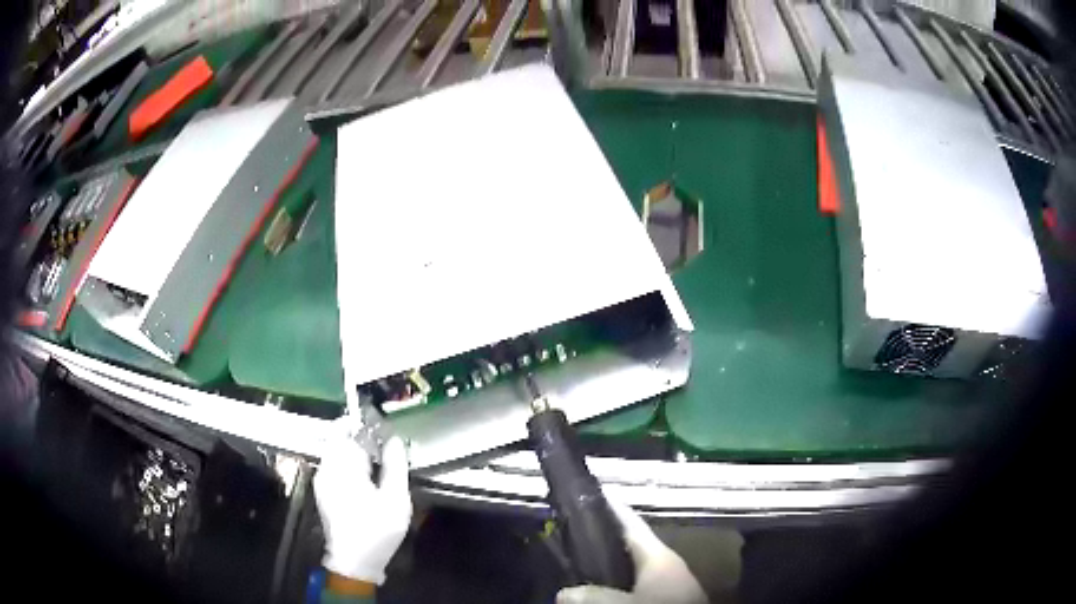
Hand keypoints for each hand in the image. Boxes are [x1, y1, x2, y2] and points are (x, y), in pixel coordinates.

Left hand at [314, 434, 411, 584]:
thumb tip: (394, 440)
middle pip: (338, 440)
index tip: (381, 427)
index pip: (344, 429)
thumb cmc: (376, 530)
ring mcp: (322, 481)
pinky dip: (349, 465)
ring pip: (336, 453)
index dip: (361, 423)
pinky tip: (367, 480)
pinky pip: (334, 467)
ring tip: (379, 463)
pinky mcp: (323, 492)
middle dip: (360, 438)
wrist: (354, 561)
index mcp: (342, 467)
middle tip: (384, 447)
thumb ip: (396, 466)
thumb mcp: (395, 499)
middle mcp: (326, 469)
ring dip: (355, 452)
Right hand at [557, 501, 706, 603]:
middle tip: (572, 537)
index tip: (590, 493)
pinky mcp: (671, 595)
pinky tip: (607, 592)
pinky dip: (622, 583)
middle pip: (631, 546)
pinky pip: (641, 583)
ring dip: (613, 566)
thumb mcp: (626, 602)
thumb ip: (595, 595)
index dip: (610, 507)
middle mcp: (666, 563)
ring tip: (583, 567)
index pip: (631, 522)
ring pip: (635, 567)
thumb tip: (563, 592)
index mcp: (659, 554)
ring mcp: (671, 580)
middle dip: (604, 542)